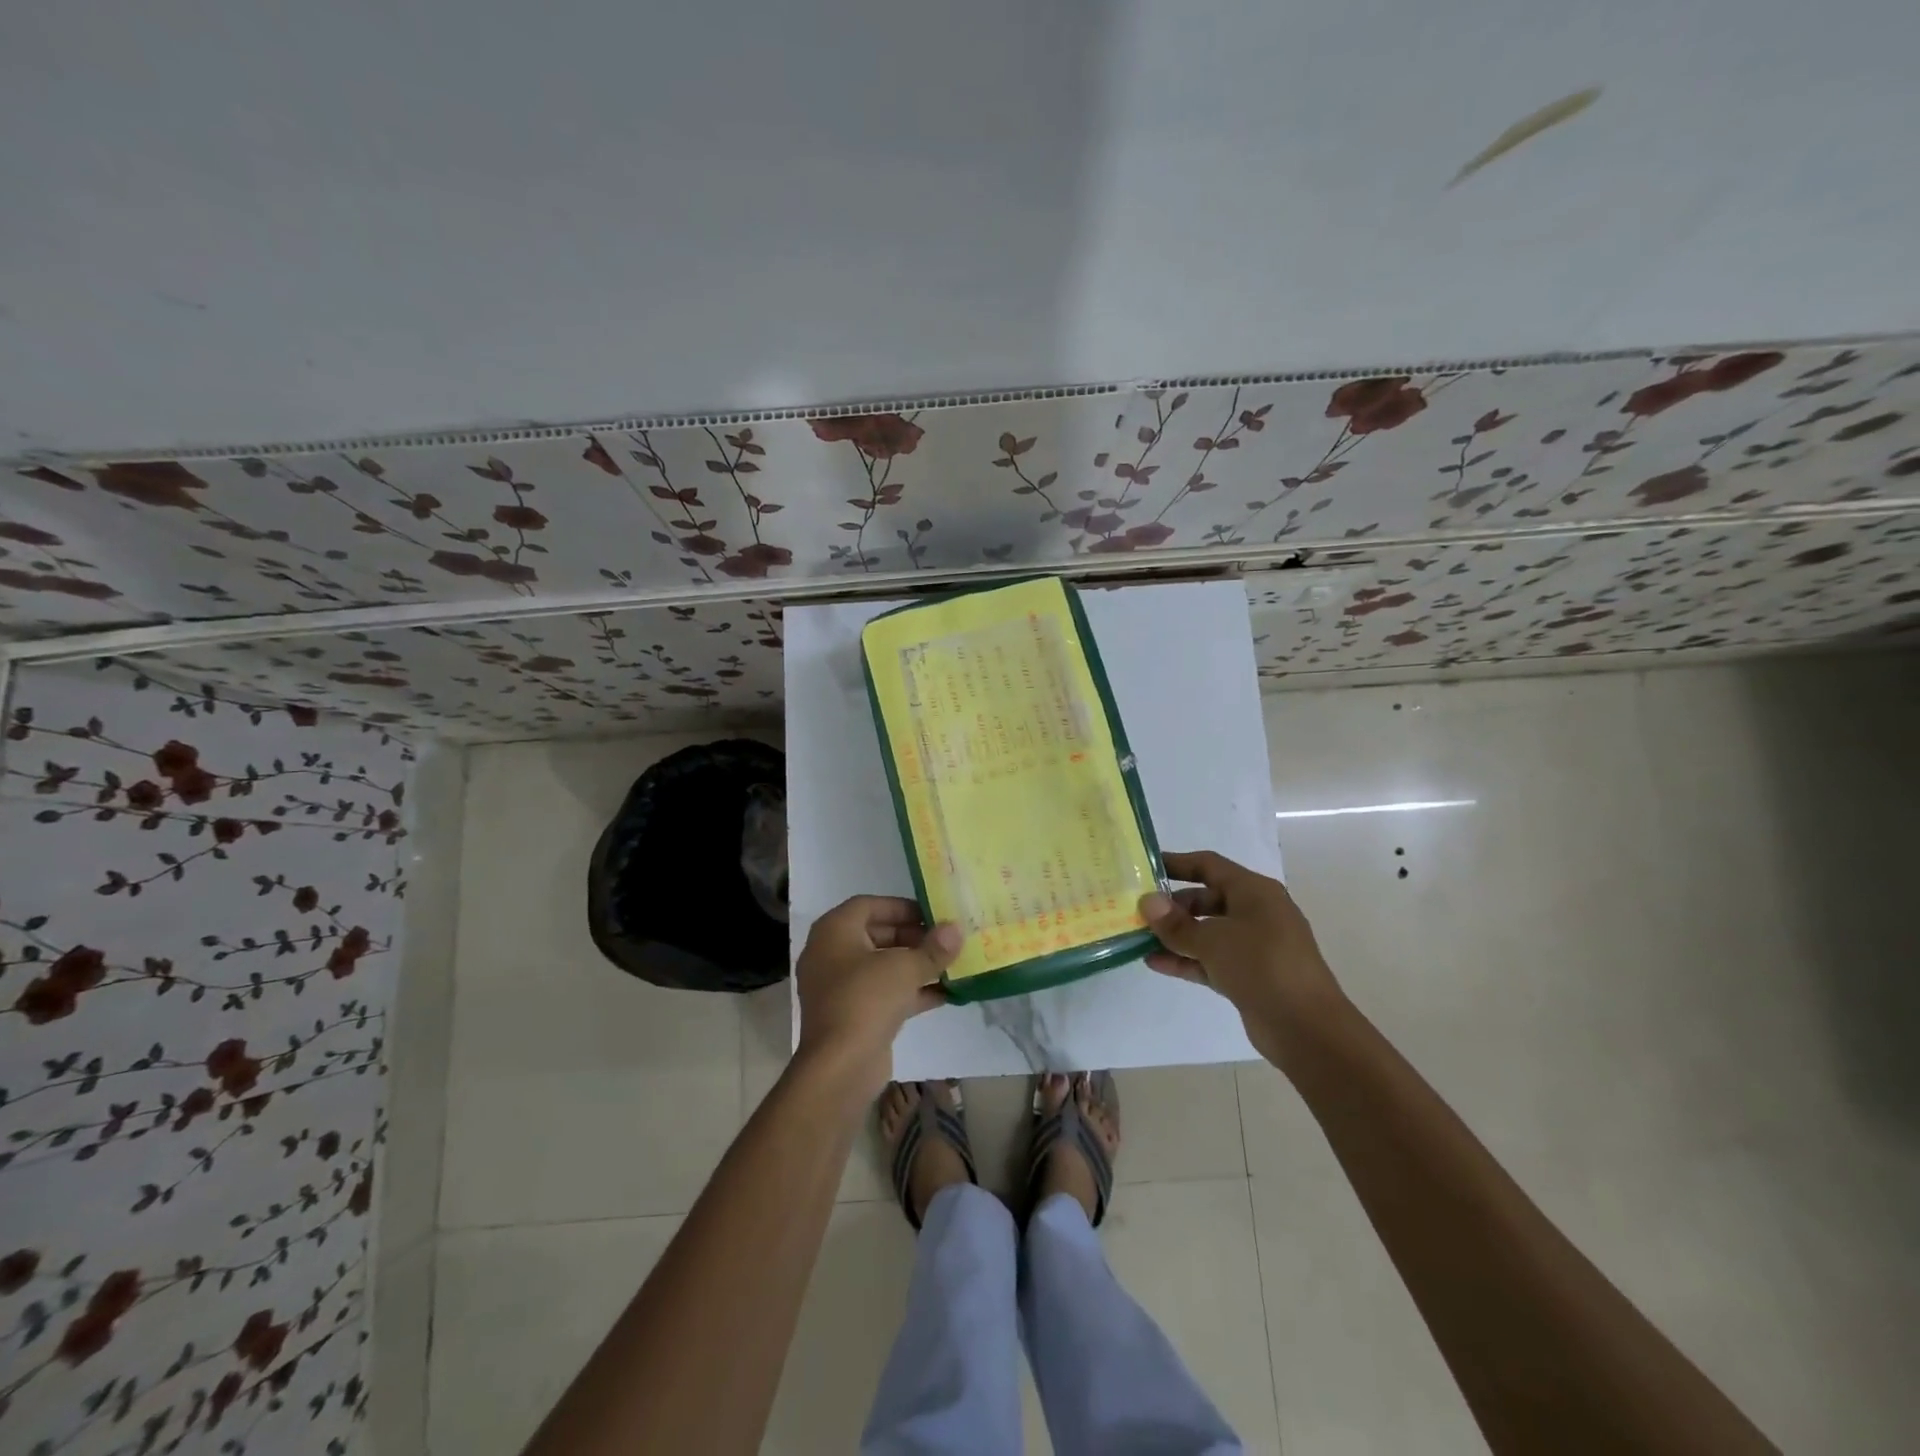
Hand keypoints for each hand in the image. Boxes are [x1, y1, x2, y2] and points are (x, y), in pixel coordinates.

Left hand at [794, 896, 962, 1090]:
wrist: (840, 1067)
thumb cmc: (866, 999)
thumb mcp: (905, 968)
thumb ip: (933, 948)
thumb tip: (956, 929)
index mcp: (834, 931)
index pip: (869, 905)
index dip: (902, 907)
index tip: (932, 914)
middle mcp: (831, 954)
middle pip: (876, 935)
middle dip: (913, 936)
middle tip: (944, 939)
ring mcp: (839, 987)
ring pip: (882, 966)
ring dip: (914, 964)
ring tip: (950, 963)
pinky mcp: (852, 1015)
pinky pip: (883, 993)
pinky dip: (910, 991)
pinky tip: (945, 994)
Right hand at [1139, 850, 1343, 1064]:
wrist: (1307, 1028)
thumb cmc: (1261, 966)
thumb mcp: (1212, 940)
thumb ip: (1176, 923)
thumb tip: (1148, 902)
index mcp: (1254, 891)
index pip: (1209, 865)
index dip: (1177, 863)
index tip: (1146, 866)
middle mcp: (1256, 912)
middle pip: (1206, 898)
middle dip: (1172, 905)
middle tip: (1138, 910)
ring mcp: (1255, 946)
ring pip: (1208, 931)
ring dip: (1176, 935)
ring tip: (1139, 937)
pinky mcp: (1250, 975)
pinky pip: (1212, 959)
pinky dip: (1187, 959)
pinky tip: (1155, 963)